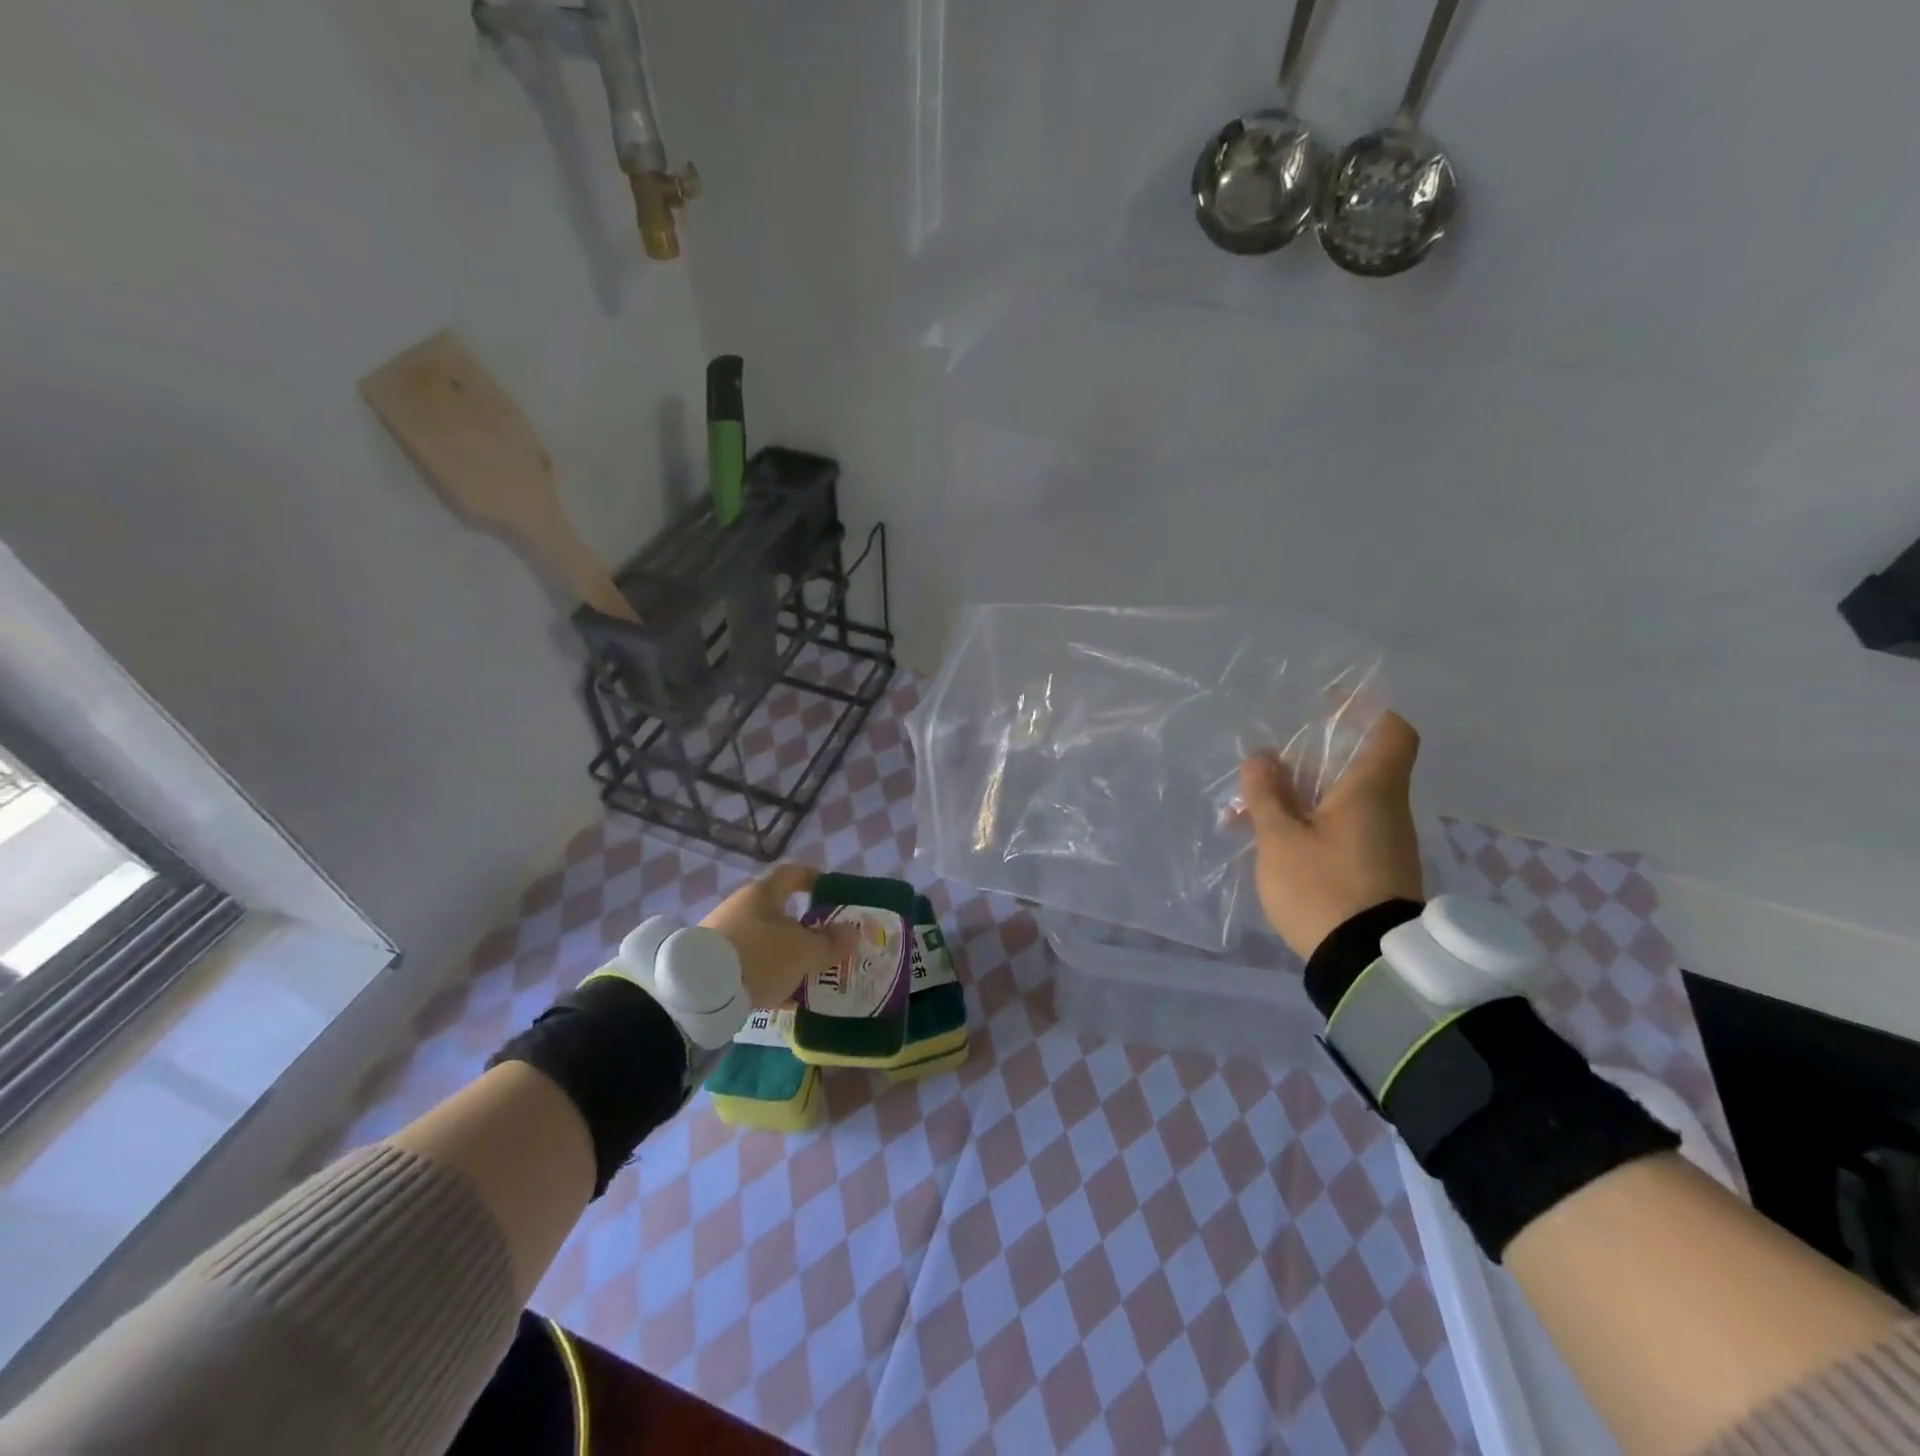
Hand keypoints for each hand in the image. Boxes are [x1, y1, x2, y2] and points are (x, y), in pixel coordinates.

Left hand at [701, 864, 857, 1007]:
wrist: (699, 992)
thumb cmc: (759, 955)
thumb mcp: (804, 951)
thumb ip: (831, 942)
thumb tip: (851, 932)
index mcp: (764, 893)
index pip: (793, 873)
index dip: (814, 880)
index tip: (832, 894)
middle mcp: (741, 907)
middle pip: (779, 911)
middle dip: (805, 928)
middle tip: (826, 945)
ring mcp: (724, 935)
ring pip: (765, 941)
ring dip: (787, 955)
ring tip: (808, 976)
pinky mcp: (712, 963)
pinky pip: (749, 965)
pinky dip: (768, 976)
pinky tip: (782, 998)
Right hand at [1239, 712, 1424, 959]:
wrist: (1367, 964)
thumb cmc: (1323, 887)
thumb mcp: (1280, 838)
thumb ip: (1268, 794)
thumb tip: (1262, 758)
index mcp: (1372, 789)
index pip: (1391, 731)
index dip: (1366, 711)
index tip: (1330, 705)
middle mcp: (1388, 809)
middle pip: (1359, 765)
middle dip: (1313, 759)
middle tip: (1269, 764)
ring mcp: (1386, 842)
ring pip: (1345, 800)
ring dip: (1304, 796)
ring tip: (1254, 808)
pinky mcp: (1377, 870)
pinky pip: (1344, 829)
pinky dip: (1312, 823)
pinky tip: (1274, 840)